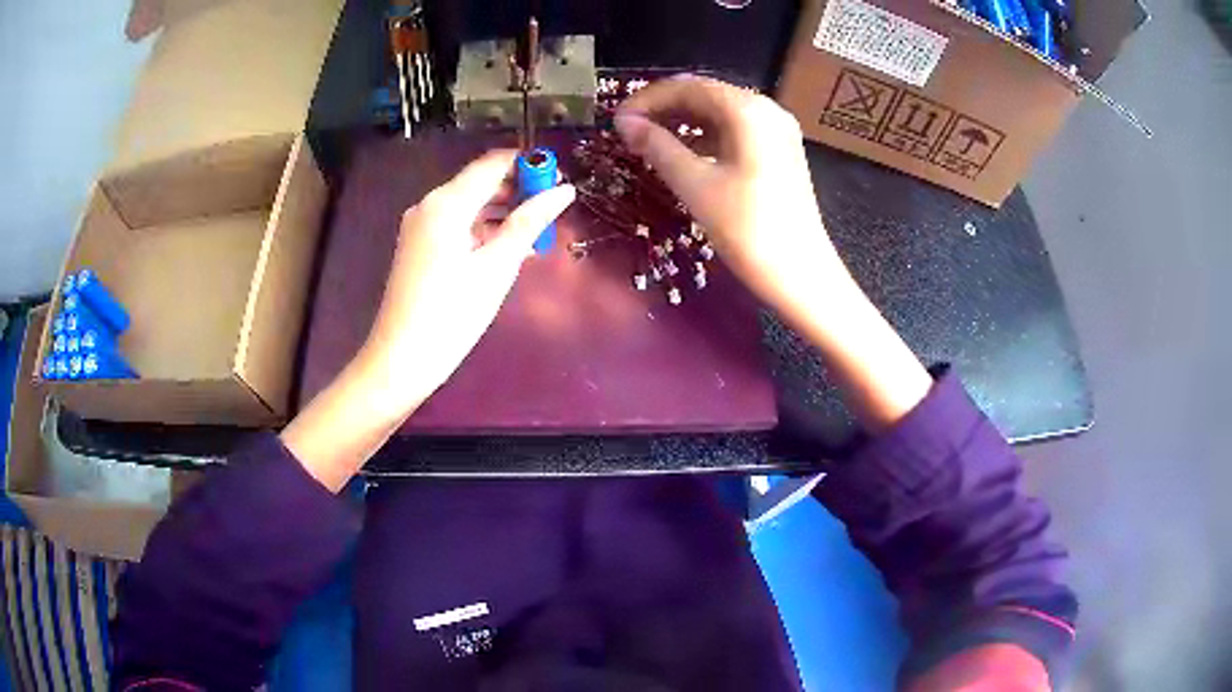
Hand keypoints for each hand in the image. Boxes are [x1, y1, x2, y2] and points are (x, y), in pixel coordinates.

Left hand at [282, 150, 573, 490]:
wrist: (401, 359)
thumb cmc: (452, 314)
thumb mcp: (497, 267)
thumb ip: (530, 223)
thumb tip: (564, 191)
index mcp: (447, 202)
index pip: (493, 163)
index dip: (529, 165)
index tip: (560, 182)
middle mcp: (430, 205)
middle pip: (480, 181)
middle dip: (519, 189)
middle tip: (554, 211)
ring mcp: (421, 226)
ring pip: (470, 204)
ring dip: (504, 211)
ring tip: (538, 233)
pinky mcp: (419, 246)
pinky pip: (457, 225)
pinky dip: (484, 229)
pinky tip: (509, 249)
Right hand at [615, 75, 852, 320]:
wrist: (801, 274)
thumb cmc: (748, 229)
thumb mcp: (695, 185)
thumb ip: (657, 146)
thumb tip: (624, 123)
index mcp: (748, 110)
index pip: (688, 87)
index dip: (647, 100)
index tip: (616, 120)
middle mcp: (766, 109)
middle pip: (706, 95)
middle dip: (664, 109)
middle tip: (628, 131)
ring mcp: (777, 131)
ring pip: (720, 114)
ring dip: (683, 123)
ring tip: (648, 143)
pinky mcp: (780, 152)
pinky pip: (735, 132)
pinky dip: (705, 137)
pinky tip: (684, 155)